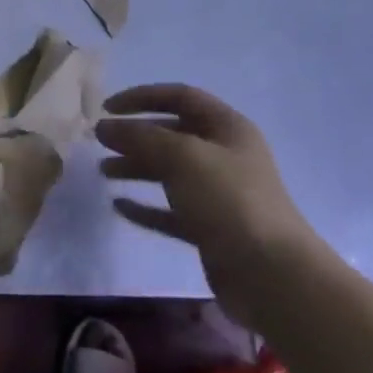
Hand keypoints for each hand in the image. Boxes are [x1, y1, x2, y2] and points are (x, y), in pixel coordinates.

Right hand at [96, 84, 327, 324]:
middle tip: (100, 142)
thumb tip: (104, 126)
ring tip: (104, 172)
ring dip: (136, 167)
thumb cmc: (228, 200)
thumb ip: (140, 137)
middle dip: (135, 135)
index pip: (179, 97)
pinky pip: (171, 210)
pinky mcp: (211, 229)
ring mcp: (219, 195)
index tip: (107, 108)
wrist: (272, 275)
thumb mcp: (182, 157)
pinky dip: (146, 206)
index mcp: (227, 128)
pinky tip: (119, 206)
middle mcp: (225, 156)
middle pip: (173, 135)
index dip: (142, 97)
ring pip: (170, 172)